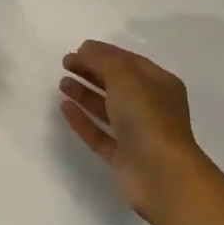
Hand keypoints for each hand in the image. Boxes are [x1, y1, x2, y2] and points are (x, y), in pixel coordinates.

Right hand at [59, 41, 207, 222]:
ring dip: (85, 94)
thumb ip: (102, 60)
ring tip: (62, 84)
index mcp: (159, 84)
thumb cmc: (147, 117)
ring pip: (107, 109)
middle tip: (65, 64)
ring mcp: (137, 134)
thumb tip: (85, 49)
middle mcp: (150, 107)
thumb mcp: (124, 77)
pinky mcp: (123, 157)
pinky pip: (99, 134)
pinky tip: (65, 108)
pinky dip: (83, 120)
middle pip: (117, 84)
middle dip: (91, 71)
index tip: (76, 49)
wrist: (162, 175)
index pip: (128, 61)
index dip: (103, 53)